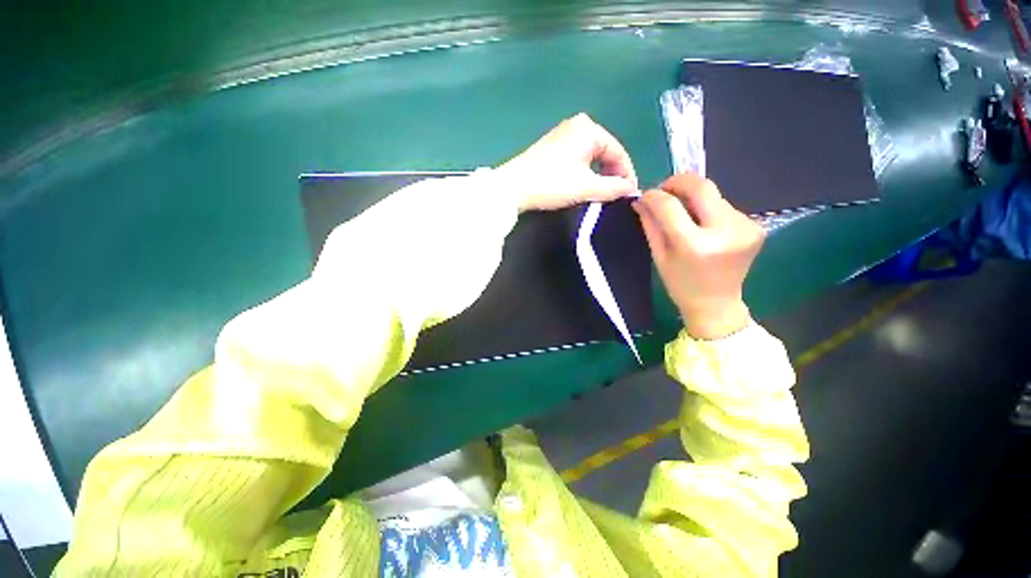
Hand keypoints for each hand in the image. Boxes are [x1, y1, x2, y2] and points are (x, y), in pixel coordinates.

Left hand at [496, 113, 638, 211]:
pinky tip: (583, 186)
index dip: (626, 174)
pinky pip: (577, 159)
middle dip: (611, 174)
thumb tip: (630, 188)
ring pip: (590, 157)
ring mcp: (561, 135)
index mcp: (589, 129)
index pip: (618, 151)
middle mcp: (576, 126)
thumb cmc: (552, 183)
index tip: (629, 194)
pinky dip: (584, 172)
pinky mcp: (550, 148)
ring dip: (598, 175)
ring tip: (601, 194)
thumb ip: (613, 188)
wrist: (513, 187)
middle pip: (604, 152)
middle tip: (615, 196)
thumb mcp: (587, 187)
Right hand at [633, 173, 763, 338]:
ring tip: (684, 216)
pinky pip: (725, 206)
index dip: (654, 196)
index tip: (645, 196)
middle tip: (664, 191)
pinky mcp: (756, 226)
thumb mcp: (659, 256)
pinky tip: (704, 226)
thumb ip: (650, 225)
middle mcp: (725, 231)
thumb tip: (641, 200)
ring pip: (713, 195)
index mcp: (695, 246)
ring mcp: (746, 227)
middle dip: (678, 182)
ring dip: (694, 199)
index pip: (670, 206)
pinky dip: (709, 210)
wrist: (717, 304)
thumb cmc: (680, 284)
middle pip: (701, 186)